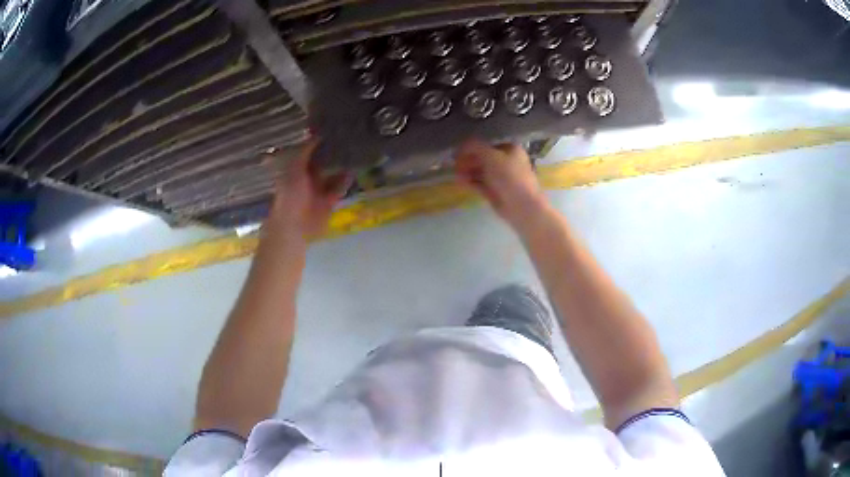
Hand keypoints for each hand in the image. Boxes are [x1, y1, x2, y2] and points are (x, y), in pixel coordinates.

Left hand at [266, 139, 349, 240]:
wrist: (294, 225)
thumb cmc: (290, 195)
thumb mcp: (295, 169)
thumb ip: (305, 152)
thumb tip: (317, 136)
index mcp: (297, 170)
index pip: (309, 154)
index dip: (319, 144)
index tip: (331, 132)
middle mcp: (308, 179)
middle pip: (322, 164)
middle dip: (333, 155)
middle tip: (347, 141)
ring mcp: (319, 191)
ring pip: (332, 176)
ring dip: (341, 167)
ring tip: (354, 154)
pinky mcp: (329, 202)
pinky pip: (338, 189)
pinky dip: (345, 182)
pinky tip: (353, 172)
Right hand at [455, 138, 548, 228]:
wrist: (522, 206)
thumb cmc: (510, 176)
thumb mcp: (492, 156)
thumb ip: (476, 147)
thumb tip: (464, 143)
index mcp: (510, 150)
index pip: (488, 145)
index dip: (472, 147)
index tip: (458, 151)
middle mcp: (506, 162)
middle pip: (483, 158)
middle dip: (468, 160)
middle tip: (455, 164)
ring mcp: (501, 178)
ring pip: (481, 172)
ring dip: (467, 171)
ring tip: (456, 175)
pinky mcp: (495, 192)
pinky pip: (480, 184)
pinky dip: (470, 182)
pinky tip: (460, 182)